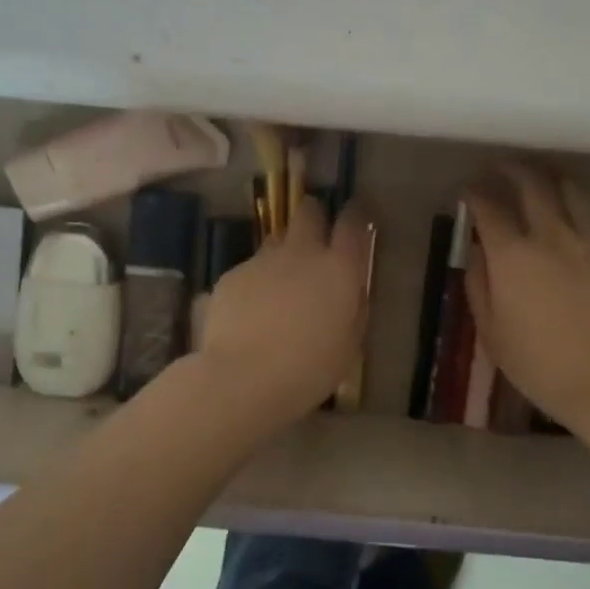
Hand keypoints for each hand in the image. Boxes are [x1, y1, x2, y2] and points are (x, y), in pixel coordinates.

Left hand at [195, 196, 371, 428]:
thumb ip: (354, 310)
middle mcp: (301, 253)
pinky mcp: (232, 275)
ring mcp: (262, 261)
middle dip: (313, 215)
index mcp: (339, 269)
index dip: (356, 215)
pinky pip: (249, 270)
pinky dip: (255, 284)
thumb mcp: (349, 345)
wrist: (244, 376)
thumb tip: (353, 292)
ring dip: (283, 253)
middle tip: (315, 233)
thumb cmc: (309, 368)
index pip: (353, 224)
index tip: (357, 214)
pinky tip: (251, 313)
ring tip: (281, 284)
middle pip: (308, 212)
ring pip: (276, 241)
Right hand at [465, 163, 589, 432]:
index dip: (474, 193)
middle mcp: (550, 236)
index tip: (468, 191)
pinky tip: (583, 215)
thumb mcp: (490, 330)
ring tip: (541, 177)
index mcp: (512, 256)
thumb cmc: (537, 363)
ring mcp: (589, 241)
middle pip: (531, 183)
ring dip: (551, 177)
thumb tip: (476, 251)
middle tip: (500, 168)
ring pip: (571, 189)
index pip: (488, 207)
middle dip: (511, 169)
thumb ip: (478, 284)